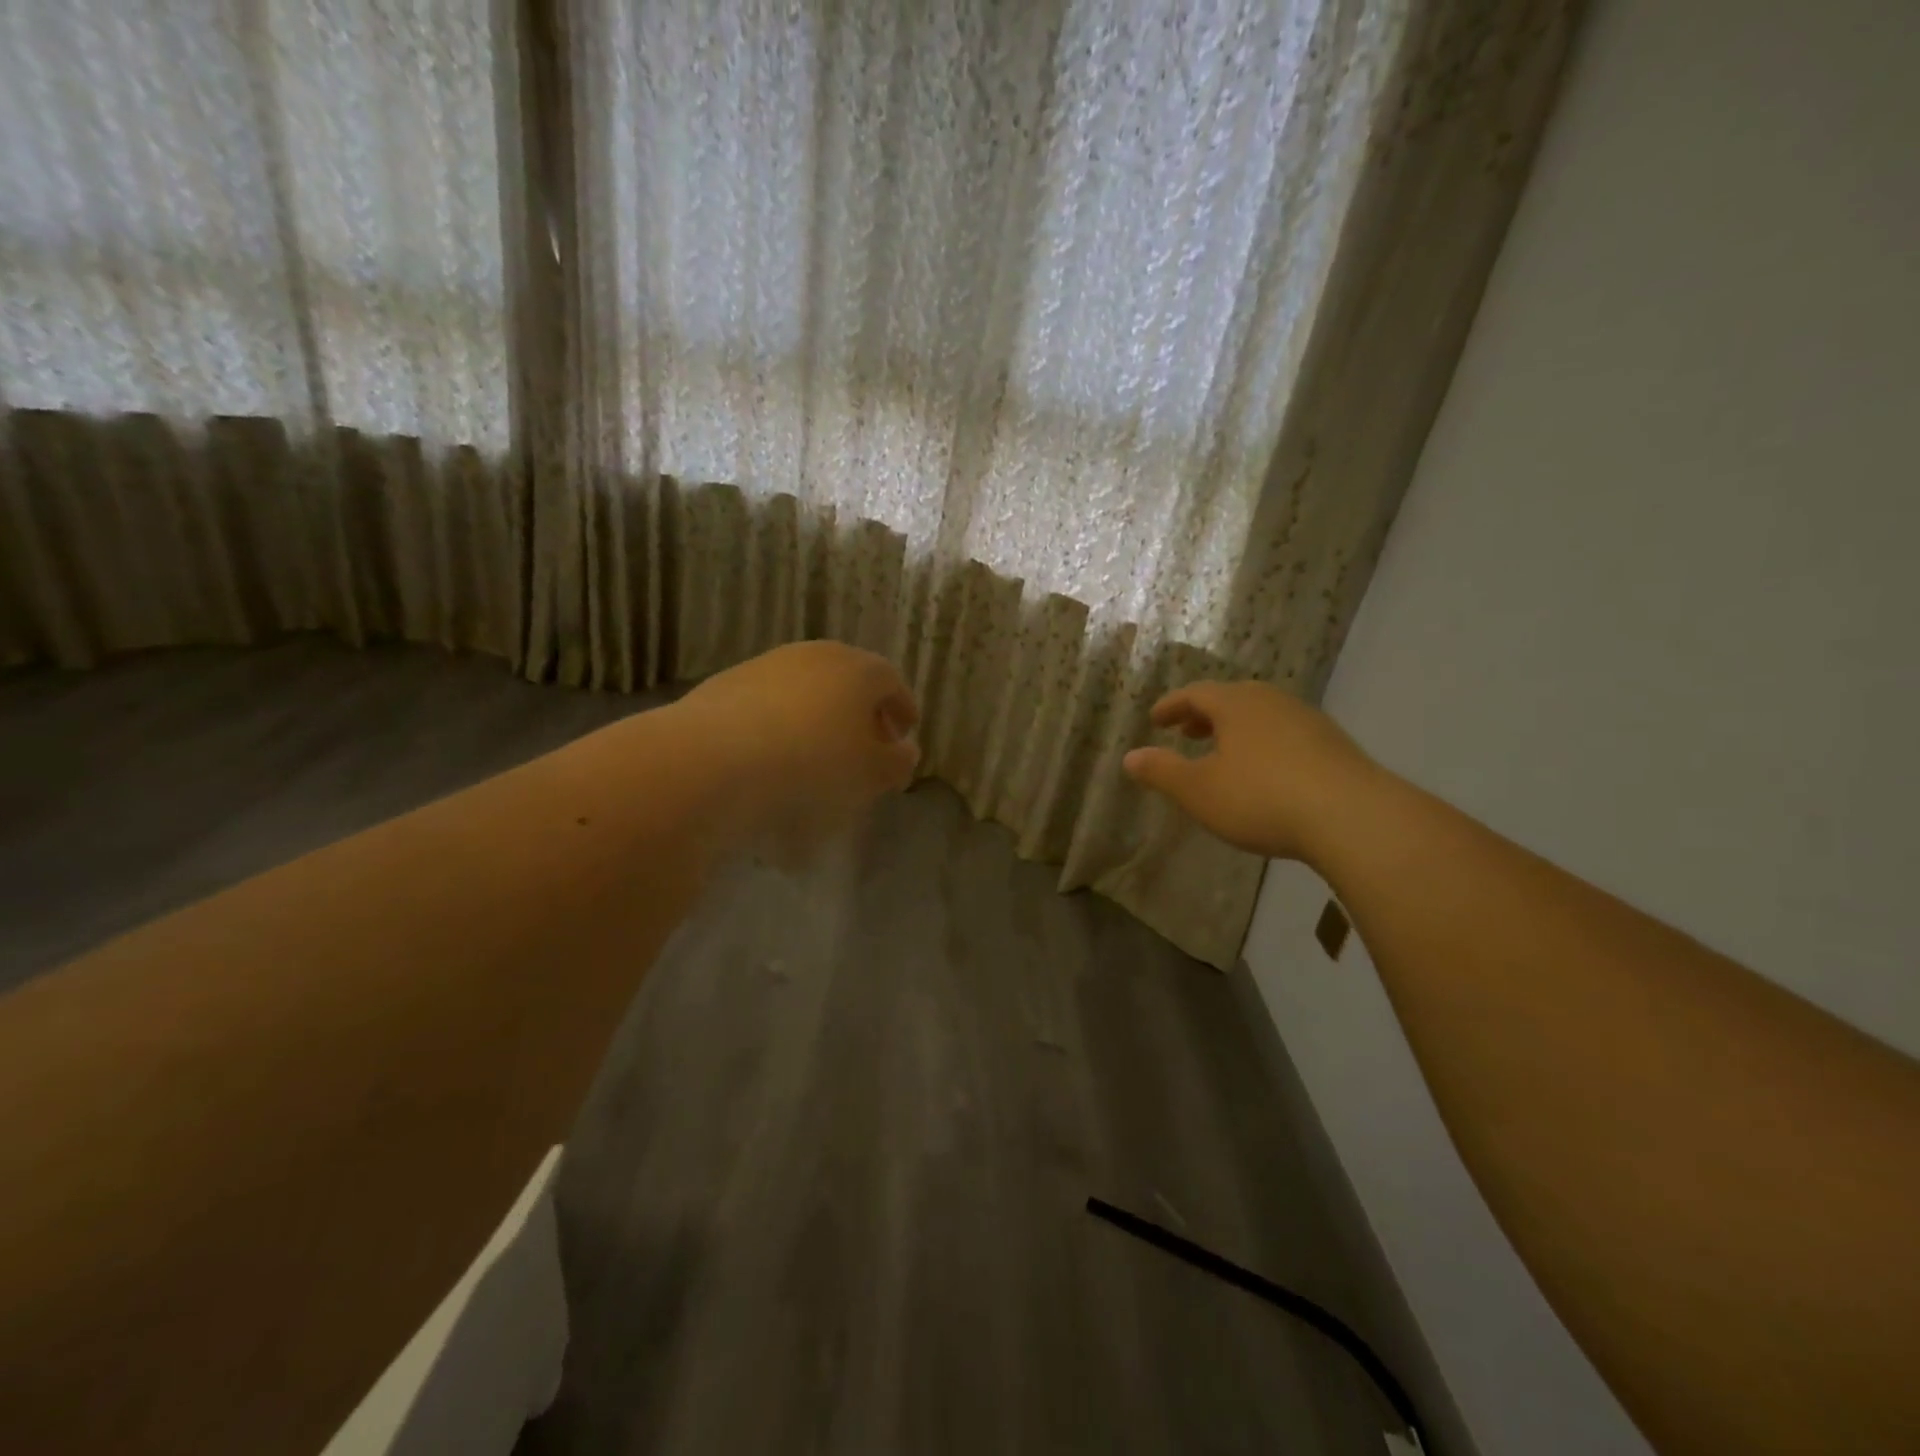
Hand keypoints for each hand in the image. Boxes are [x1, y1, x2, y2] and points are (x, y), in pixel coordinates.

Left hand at [676, 640, 919, 847]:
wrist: (715, 757)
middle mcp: (815, 655)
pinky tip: (777, 756)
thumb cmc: (813, 764)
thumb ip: (897, 762)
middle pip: (848, 681)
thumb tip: (904, 750)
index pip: (891, 682)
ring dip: (820, 718)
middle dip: (862, 713)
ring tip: (820, 755)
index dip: (902, 708)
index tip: (905, 733)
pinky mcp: (728, 684)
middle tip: (866, 746)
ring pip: (807, 691)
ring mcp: (768, 665)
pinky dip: (783, 725)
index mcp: (858, 669)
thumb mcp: (872, 774)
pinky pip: (771, 704)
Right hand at [1123, 680, 1378, 860]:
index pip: (1195, 693)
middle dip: (1204, 715)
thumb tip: (1129, 757)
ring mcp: (1308, 721)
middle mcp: (1272, 701)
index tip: (1155, 719)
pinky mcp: (1334, 745)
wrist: (1351, 816)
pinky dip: (1263, 744)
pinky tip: (1265, 772)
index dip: (1172, 706)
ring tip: (1223, 753)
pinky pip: (1285, 735)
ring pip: (1261, 716)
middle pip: (1231, 700)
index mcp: (1236, 703)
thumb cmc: (1261, 797)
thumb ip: (1162, 772)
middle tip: (1186, 732)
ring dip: (1235, 730)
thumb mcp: (1199, 790)